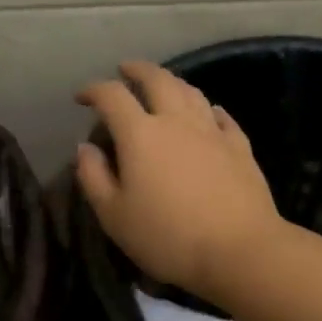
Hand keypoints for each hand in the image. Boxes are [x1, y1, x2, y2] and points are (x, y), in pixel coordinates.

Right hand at [74, 60, 283, 300]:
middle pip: (157, 80)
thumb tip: (86, 147)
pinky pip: (222, 117)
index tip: (82, 96)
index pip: (112, 97)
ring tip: (162, 84)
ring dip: (172, 81)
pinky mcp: (240, 147)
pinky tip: (209, 112)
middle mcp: (176, 121)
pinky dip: (208, 108)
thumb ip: (94, 177)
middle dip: (137, 70)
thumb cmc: (167, 237)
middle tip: (125, 70)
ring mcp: (212, 131)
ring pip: (191, 92)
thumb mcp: (114, 216)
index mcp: (140, 134)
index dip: (93, 90)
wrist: (239, 251)